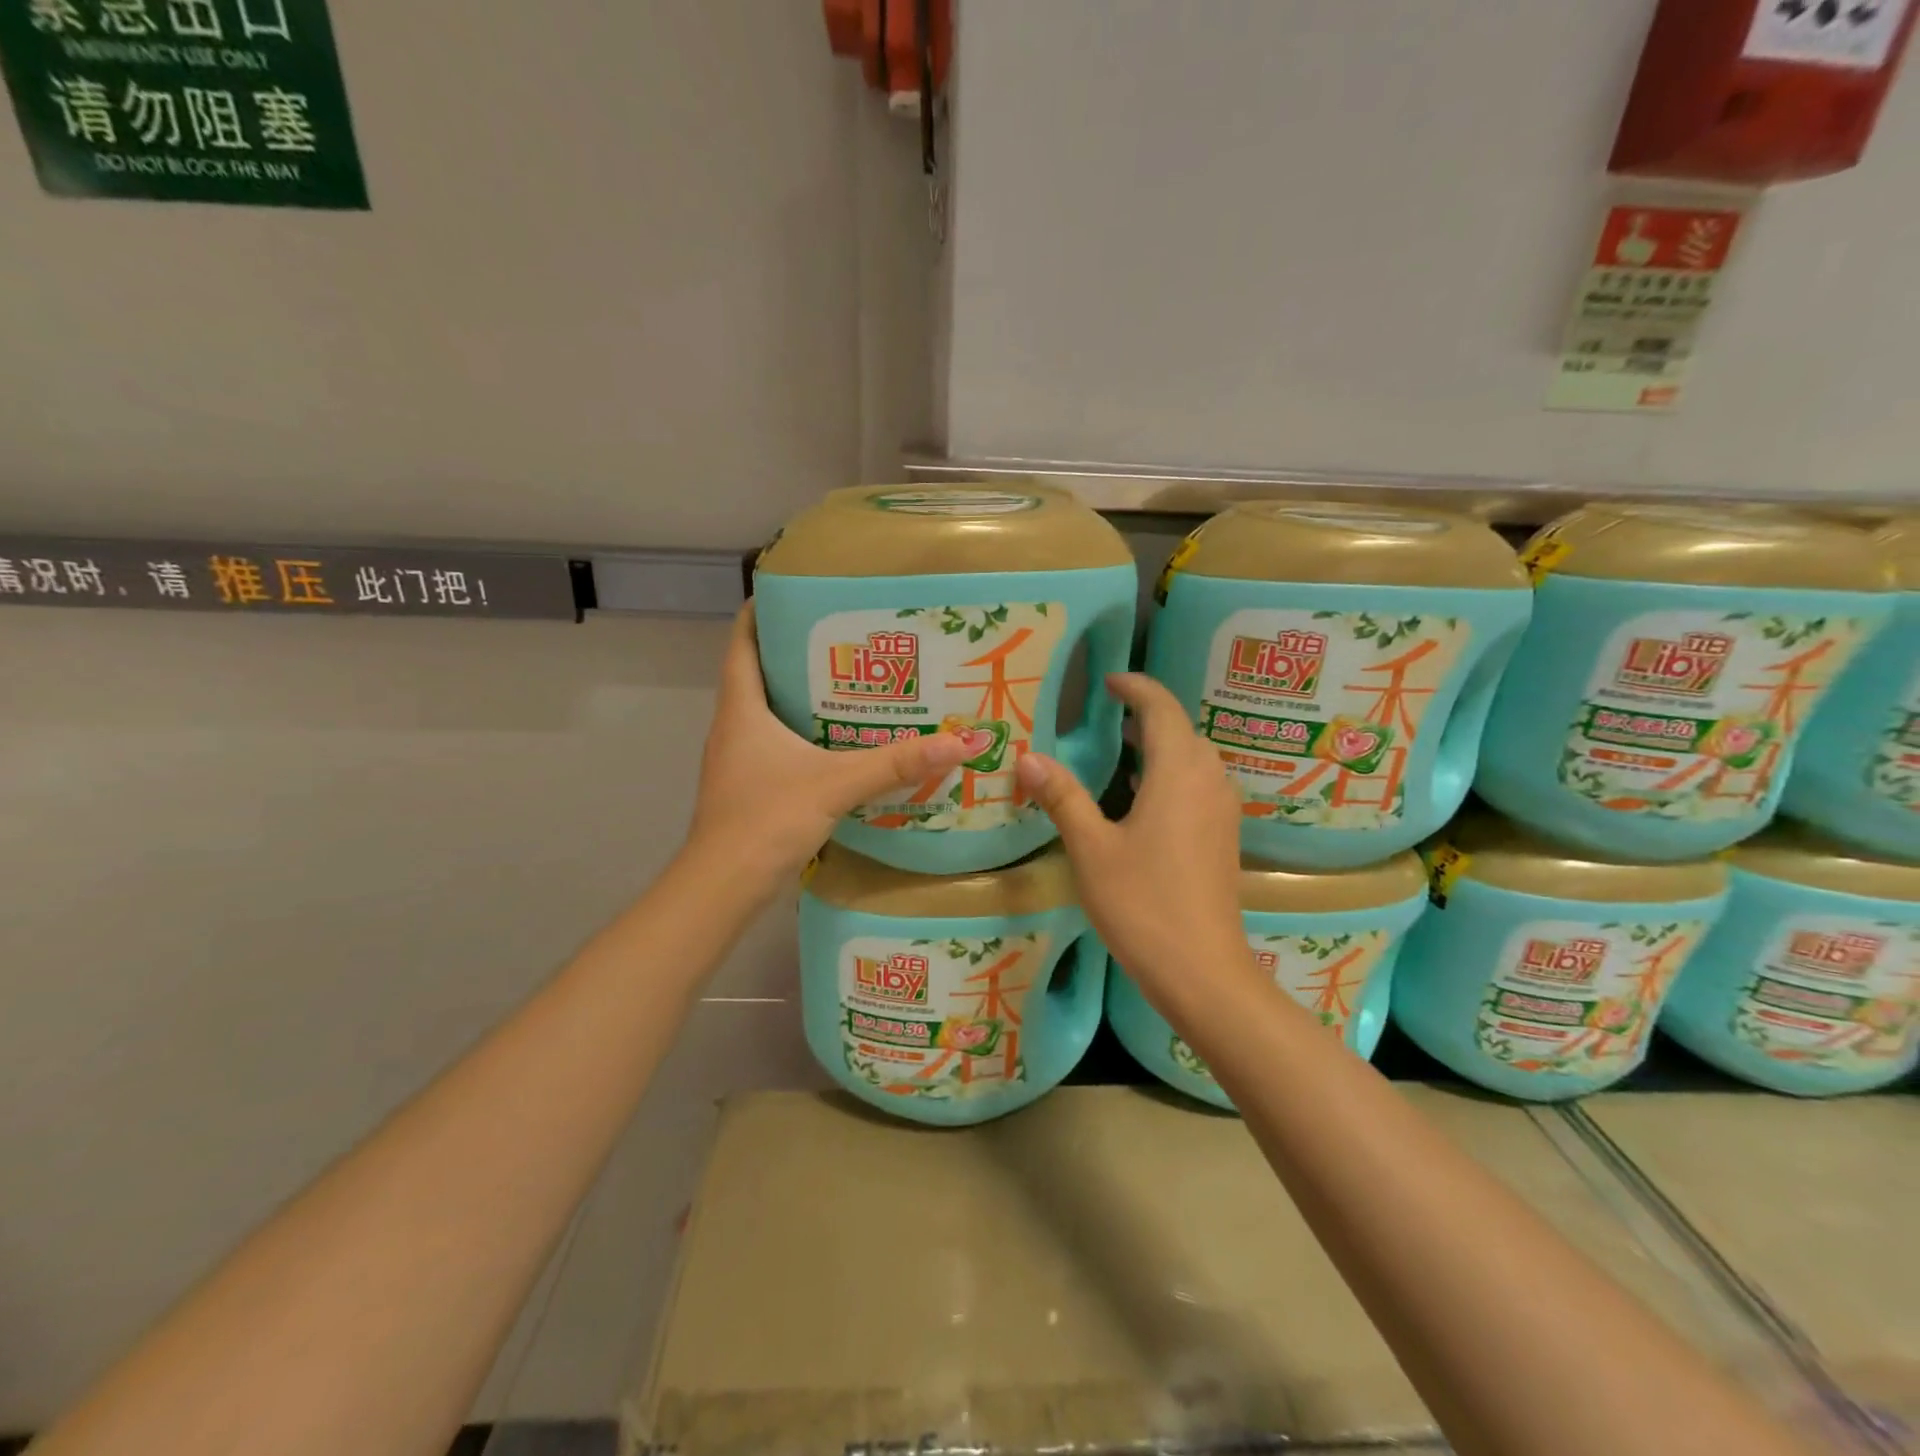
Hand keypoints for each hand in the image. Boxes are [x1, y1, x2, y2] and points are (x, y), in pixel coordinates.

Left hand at [687, 605, 969, 893]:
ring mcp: (739, 760)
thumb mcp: (835, 784)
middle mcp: (734, 727)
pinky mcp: (750, 787)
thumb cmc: (767, 819)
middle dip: (798, 652)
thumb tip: (958, 743)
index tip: (797, 594)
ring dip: (803, 695)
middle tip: (847, 639)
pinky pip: (777, 744)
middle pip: (759, 673)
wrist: (724, 886)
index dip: (761, 612)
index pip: (742, 642)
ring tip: (852, 684)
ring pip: (769, 712)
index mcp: (742, 708)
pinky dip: (805, 733)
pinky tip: (840, 743)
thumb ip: (894, 763)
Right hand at [1014, 673, 1252, 1003]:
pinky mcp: (1223, 837)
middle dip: (1148, 714)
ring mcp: (1221, 810)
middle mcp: (1209, 780)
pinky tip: (1144, 797)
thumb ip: (1062, 797)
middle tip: (1108, 715)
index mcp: (1178, 772)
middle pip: (1182, 729)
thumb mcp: (1091, 848)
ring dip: (1162, 744)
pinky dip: (1172, 773)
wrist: (1202, 971)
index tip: (1108, 680)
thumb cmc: (1142, 904)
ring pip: (1194, 757)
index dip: (1136, 687)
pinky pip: (1199, 784)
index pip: (1161, 708)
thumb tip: (1028, 756)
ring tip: (1123, 747)